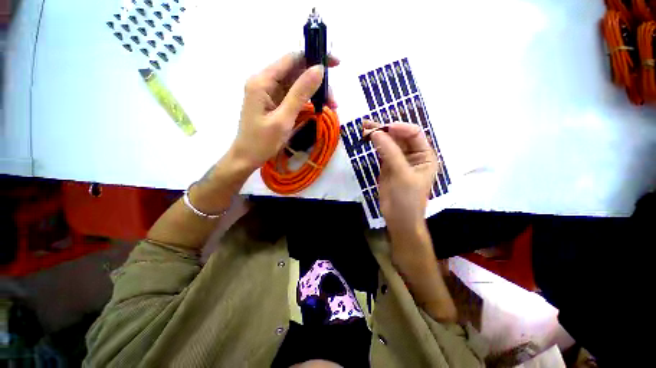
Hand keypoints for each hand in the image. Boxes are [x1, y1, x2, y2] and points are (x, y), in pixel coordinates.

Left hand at [230, 53, 338, 170]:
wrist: (246, 158)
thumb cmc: (262, 142)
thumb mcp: (283, 119)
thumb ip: (300, 93)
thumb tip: (319, 69)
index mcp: (263, 81)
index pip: (292, 59)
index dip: (314, 57)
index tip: (336, 65)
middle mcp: (265, 82)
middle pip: (296, 72)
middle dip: (317, 82)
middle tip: (334, 101)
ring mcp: (269, 93)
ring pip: (297, 84)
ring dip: (315, 93)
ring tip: (330, 106)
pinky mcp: (274, 103)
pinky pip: (293, 95)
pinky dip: (307, 101)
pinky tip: (318, 108)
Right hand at [365, 121, 437, 232]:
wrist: (399, 219)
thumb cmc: (407, 199)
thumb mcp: (402, 174)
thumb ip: (390, 153)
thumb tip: (376, 133)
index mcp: (425, 155)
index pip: (414, 134)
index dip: (399, 128)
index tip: (383, 128)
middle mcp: (413, 155)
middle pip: (399, 137)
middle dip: (384, 130)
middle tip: (367, 124)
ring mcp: (399, 160)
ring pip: (389, 143)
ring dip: (377, 136)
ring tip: (363, 128)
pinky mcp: (388, 166)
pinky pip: (382, 152)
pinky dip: (374, 146)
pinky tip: (367, 139)